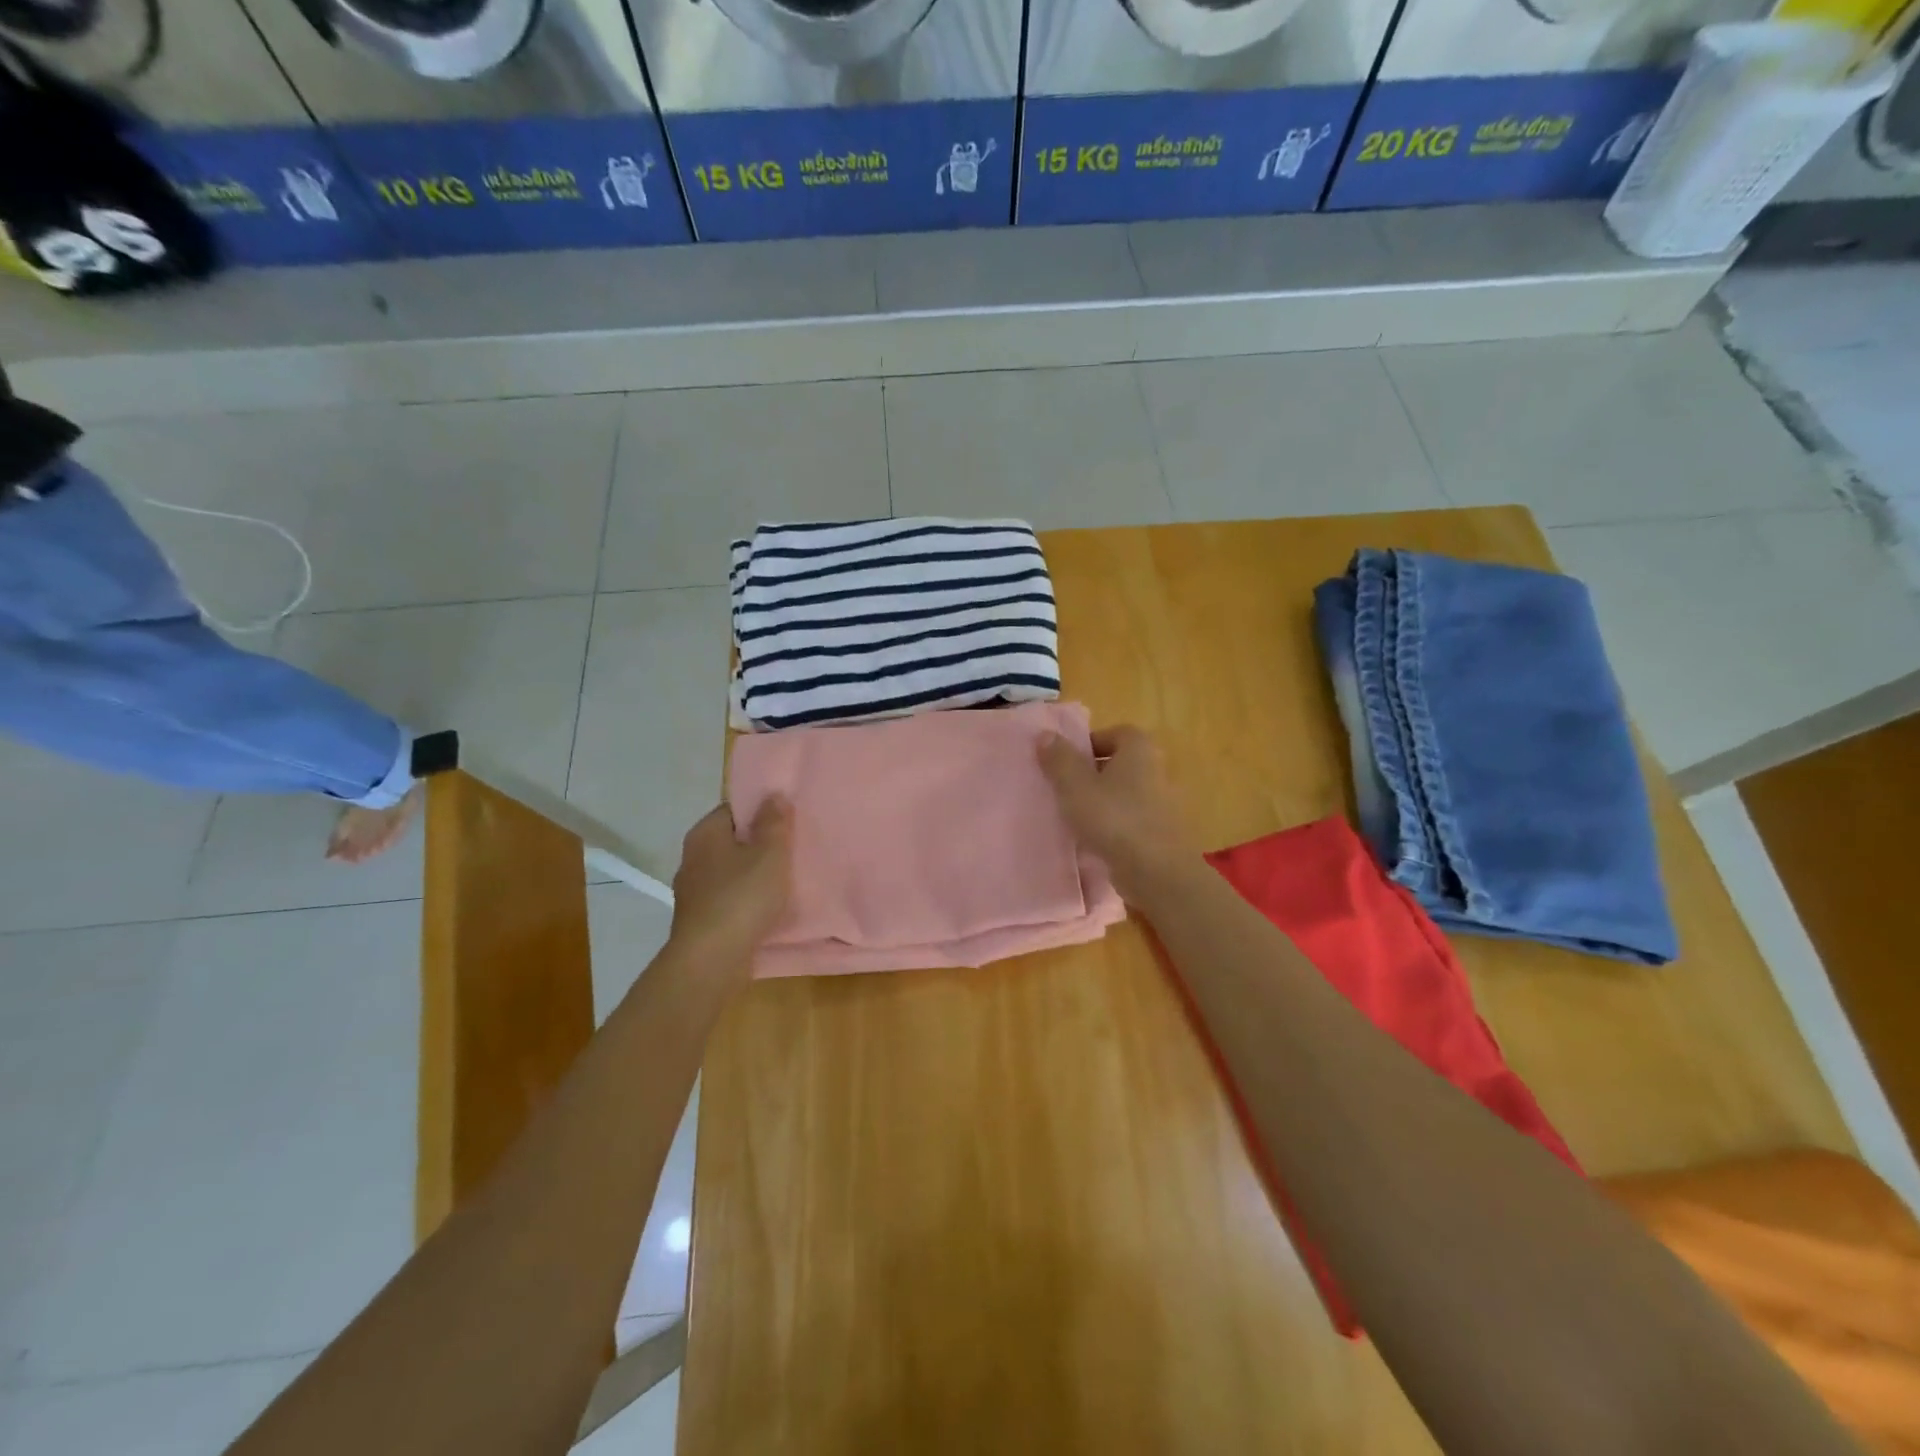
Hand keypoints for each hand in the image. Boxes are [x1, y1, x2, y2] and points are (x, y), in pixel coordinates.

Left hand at [669, 799, 791, 960]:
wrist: (712, 959)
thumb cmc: (743, 897)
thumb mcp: (770, 853)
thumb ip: (774, 822)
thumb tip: (774, 795)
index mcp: (704, 834)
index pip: (733, 810)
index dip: (760, 812)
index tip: (786, 821)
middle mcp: (692, 858)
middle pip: (730, 841)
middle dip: (757, 845)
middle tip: (790, 850)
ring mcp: (692, 892)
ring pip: (728, 872)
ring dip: (751, 875)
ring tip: (783, 880)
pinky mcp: (698, 920)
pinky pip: (727, 900)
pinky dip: (745, 901)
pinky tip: (765, 910)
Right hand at [1037, 726, 1197, 902]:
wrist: (1156, 871)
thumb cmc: (1114, 818)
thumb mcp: (1074, 786)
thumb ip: (1058, 759)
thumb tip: (1044, 735)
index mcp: (1139, 749)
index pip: (1114, 733)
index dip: (1089, 744)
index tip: (1065, 763)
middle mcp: (1156, 770)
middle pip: (1119, 764)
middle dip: (1092, 774)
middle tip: (1064, 789)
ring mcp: (1162, 803)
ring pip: (1124, 794)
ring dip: (1101, 802)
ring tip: (1074, 817)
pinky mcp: (1161, 832)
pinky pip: (1131, 820)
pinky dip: (1113, 825)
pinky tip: (1093, 841)